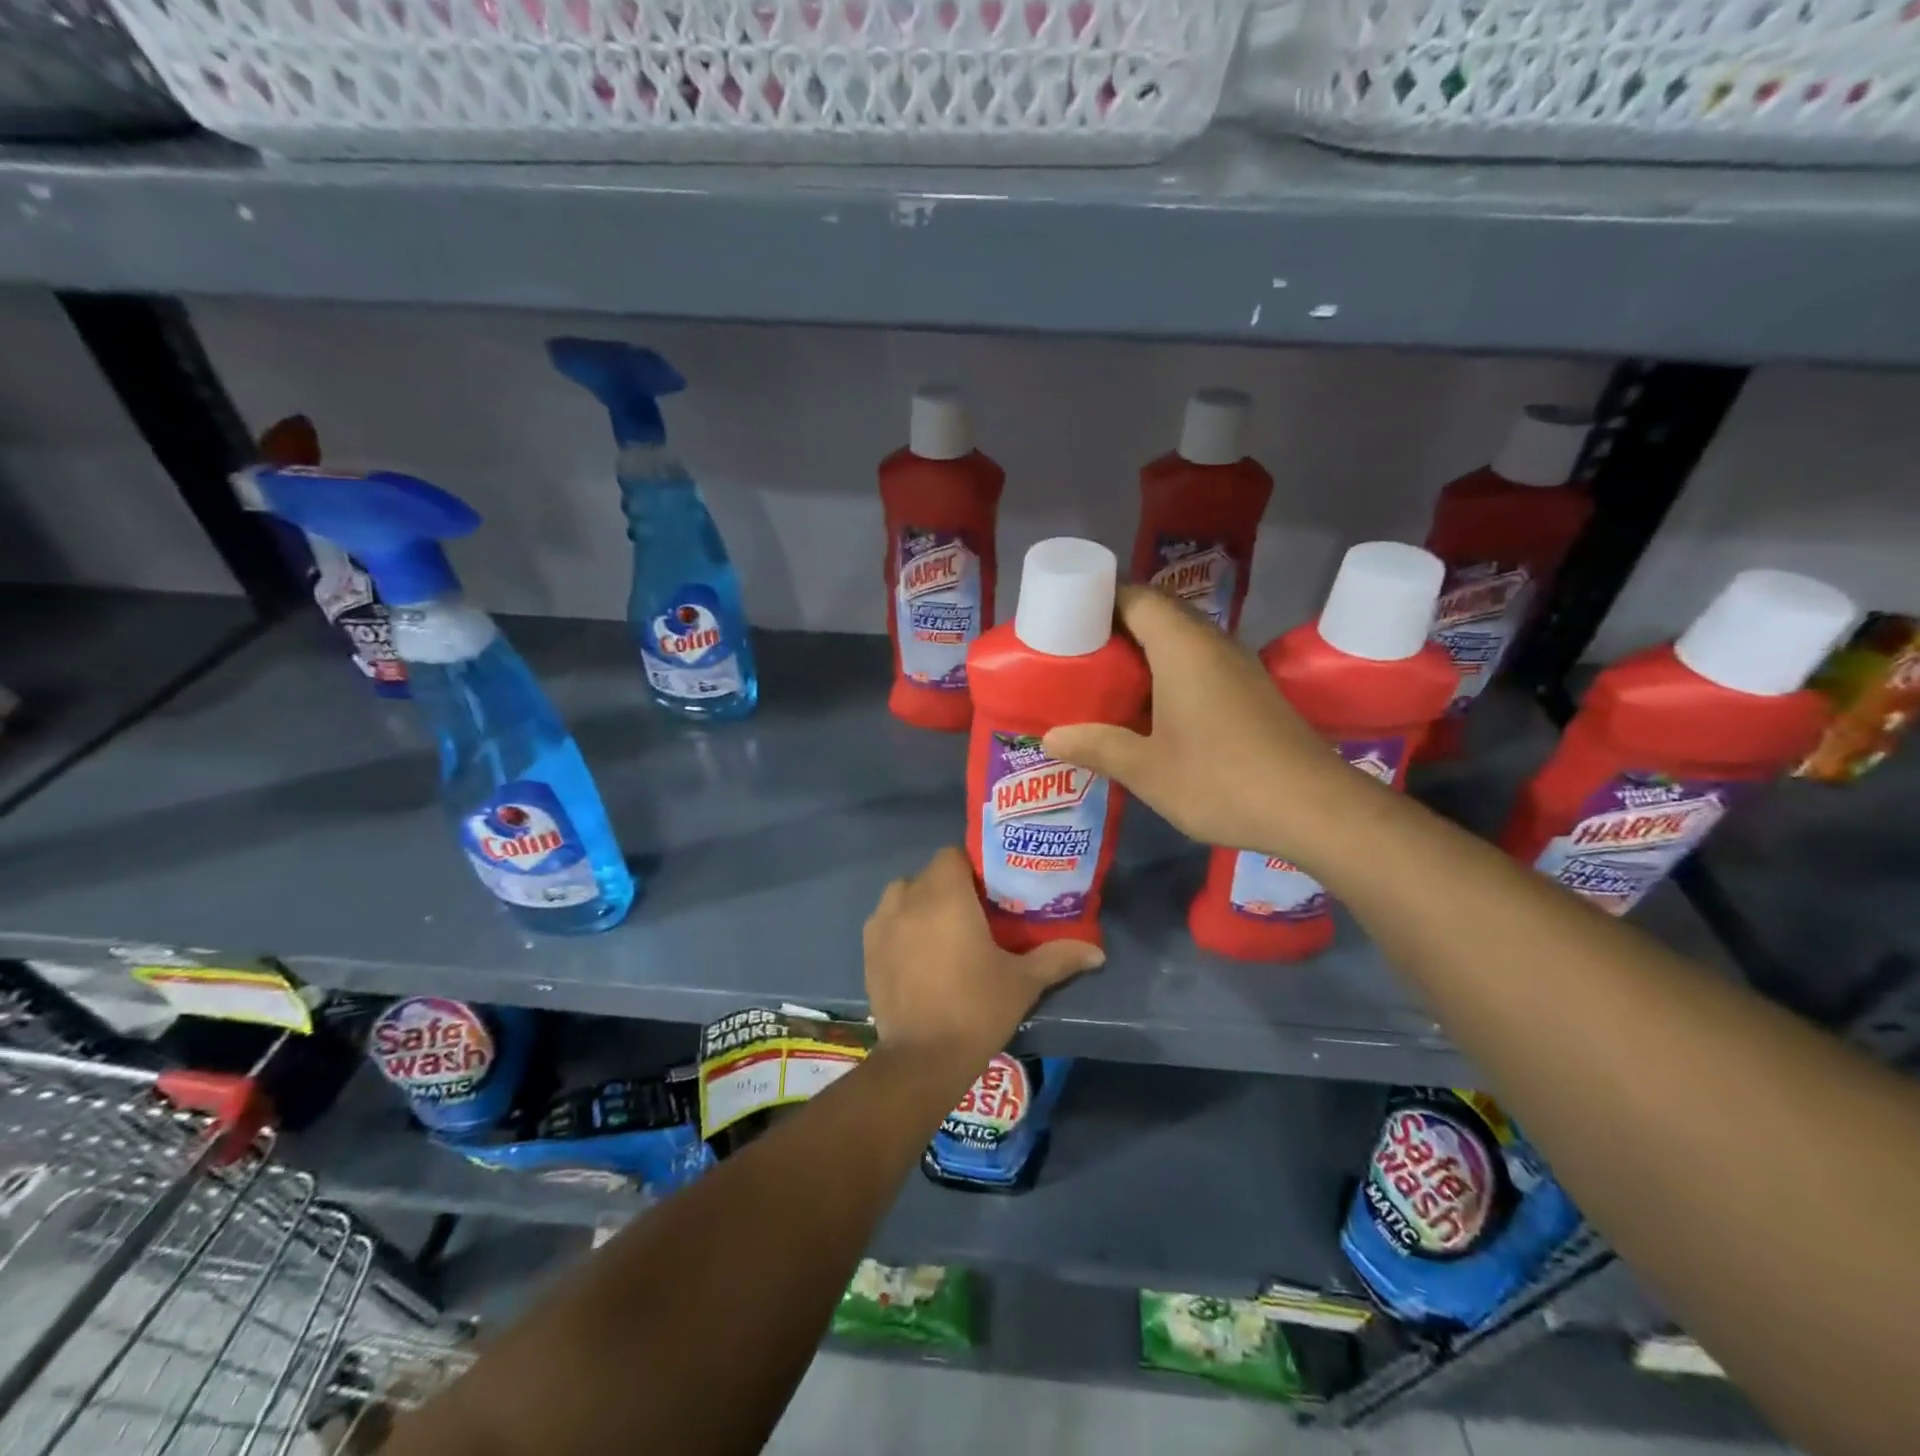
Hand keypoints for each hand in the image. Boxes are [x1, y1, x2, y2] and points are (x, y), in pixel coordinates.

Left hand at [863, 847, 1103, 1072]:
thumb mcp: (1023, 981)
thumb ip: (1059, 958)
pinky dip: (900, 926)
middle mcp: (908, 899)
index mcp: (946, 895)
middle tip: (974, 914)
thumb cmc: (976, 1008)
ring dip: (920, 902)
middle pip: (929, 874)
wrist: (923, 1059)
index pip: (953, 855)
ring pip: (902, 894)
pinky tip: (917, 953)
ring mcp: (882, 924)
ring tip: (943, 931)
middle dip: (949, 886)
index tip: (989, 891)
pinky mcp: (867, 949)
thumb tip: (1098, 952)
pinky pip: (885, 920)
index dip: (972, 867)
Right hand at [1044, 585, 1360, 862]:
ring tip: (1106, 681)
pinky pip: (1200, 664)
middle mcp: (1212, 643)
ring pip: (1181, 640)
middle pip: (1158, 614)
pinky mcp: (1252, 691)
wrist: (1315, 808)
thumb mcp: (1146, 769)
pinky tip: (1151, 709)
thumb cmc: (1221, 780)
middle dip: (1116, 628)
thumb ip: (1097, 746)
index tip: (1066, 620)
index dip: (1098, 600)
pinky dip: (1169, 673)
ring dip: (1145, 652)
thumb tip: (1051, 737)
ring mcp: (1238, 667)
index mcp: (1182, 647)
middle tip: (1078, 655)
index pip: (1135, 597)